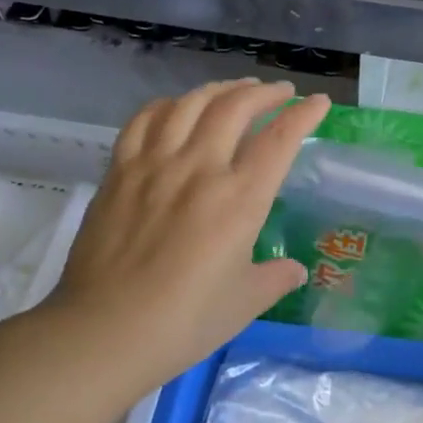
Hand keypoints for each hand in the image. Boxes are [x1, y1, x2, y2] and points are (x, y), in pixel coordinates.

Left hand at [33, 79, 329, 394]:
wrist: (103, 332)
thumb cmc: (184, 322)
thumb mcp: (245, 302)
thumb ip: (276, 278)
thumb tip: (295, 270)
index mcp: (239, 199)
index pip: (280, 139)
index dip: (304, 115)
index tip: (319, 103)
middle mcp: (199, 168)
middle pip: (236, 107)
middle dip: (265, 92)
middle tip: (280, 93)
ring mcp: (155, 165)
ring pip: (190, 103)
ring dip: (220, 89)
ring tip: (235, 90)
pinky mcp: (119, 171)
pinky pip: (144, 120)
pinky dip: (168, 105)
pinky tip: (178, 109)